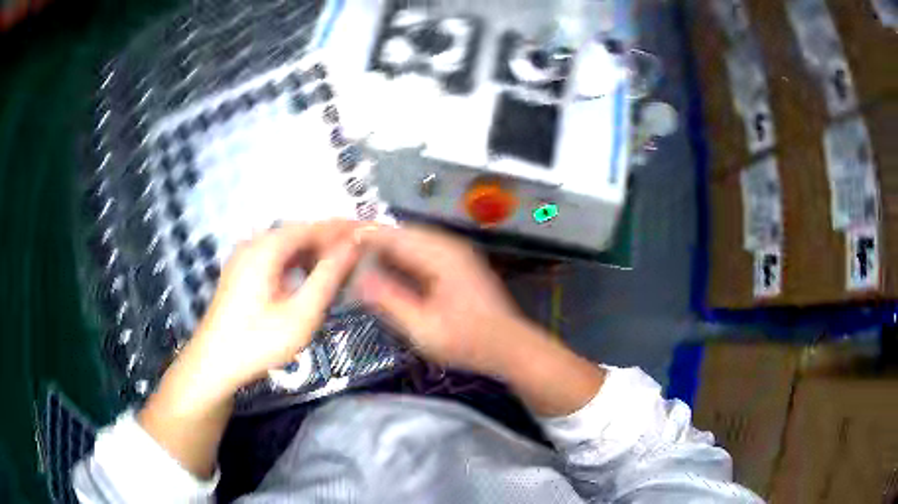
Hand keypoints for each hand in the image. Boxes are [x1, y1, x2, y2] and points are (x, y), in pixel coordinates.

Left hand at [185, 220, 361, 393]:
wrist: (213, 364)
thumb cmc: (258, 341)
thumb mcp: (300, 314)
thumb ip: (328, 276)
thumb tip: (353, 246)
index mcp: (265, 248)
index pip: (312, 227)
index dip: (341, 229)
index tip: (369, 233)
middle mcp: (252, 244)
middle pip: (298, 233)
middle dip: (329, 241)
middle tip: (359, 253)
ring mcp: (243, 258)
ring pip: (286, 246)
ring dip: (313, 253)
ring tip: (340, 267)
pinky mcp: (240, 273)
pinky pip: (274, 258)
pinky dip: (296, 263)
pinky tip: (308, 279)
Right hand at [354, 225, 530, 375]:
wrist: (508, 346)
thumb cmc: (467, 341)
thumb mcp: (422, 327)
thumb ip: (389, 299)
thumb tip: (357, 277)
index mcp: (439, 256)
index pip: (392, 236)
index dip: (361, 233)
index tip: (334, 234)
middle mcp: (447, 246)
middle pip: (400, 233)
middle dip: (370, 237)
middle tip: (340, 244)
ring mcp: (454, 254)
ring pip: (410, 241)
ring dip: (384, 246)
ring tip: (355, 254)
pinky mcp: (455, 264)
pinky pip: (420, 251)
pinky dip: (399, 256)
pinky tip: (384, 267)